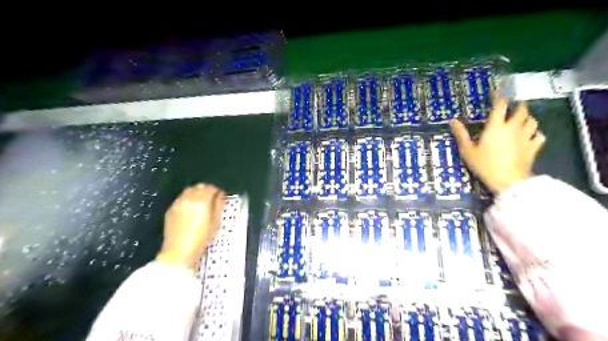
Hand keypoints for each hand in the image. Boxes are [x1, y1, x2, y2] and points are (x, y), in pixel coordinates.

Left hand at [154, 185, 223, 267]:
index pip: (211, 187)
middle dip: (206, 190)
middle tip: (212, 198)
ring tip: (201, 202)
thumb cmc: (201, 238)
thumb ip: (218, 205)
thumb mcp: (215, 222)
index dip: (217, 190)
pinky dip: (188, 198)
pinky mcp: (171, 209)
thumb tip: (220, 195)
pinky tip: (191, 209)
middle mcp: (189, 198)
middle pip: (199, 186)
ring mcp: (178, 203)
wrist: (179, 251)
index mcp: (202, 201)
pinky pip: (181, 198)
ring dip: (196, 193)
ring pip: (189, 190)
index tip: (220, 196)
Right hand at [450, 97, 546, 193]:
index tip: (498, 94)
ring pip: (532, 121)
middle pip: (522, 110)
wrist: (508, 180)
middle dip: (519, 106)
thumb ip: (461, 134)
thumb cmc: (484, 165)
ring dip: (528, 118)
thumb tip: (452, 120)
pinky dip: (536, 133)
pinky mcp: (533, 147)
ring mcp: (525, 137)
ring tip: (522, 119)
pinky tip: (531, 136)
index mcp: (496, 126)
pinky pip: (539, 136)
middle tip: (514, 106)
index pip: (500, 106)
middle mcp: (513, 127)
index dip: (500, 98)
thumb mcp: (467, 150)